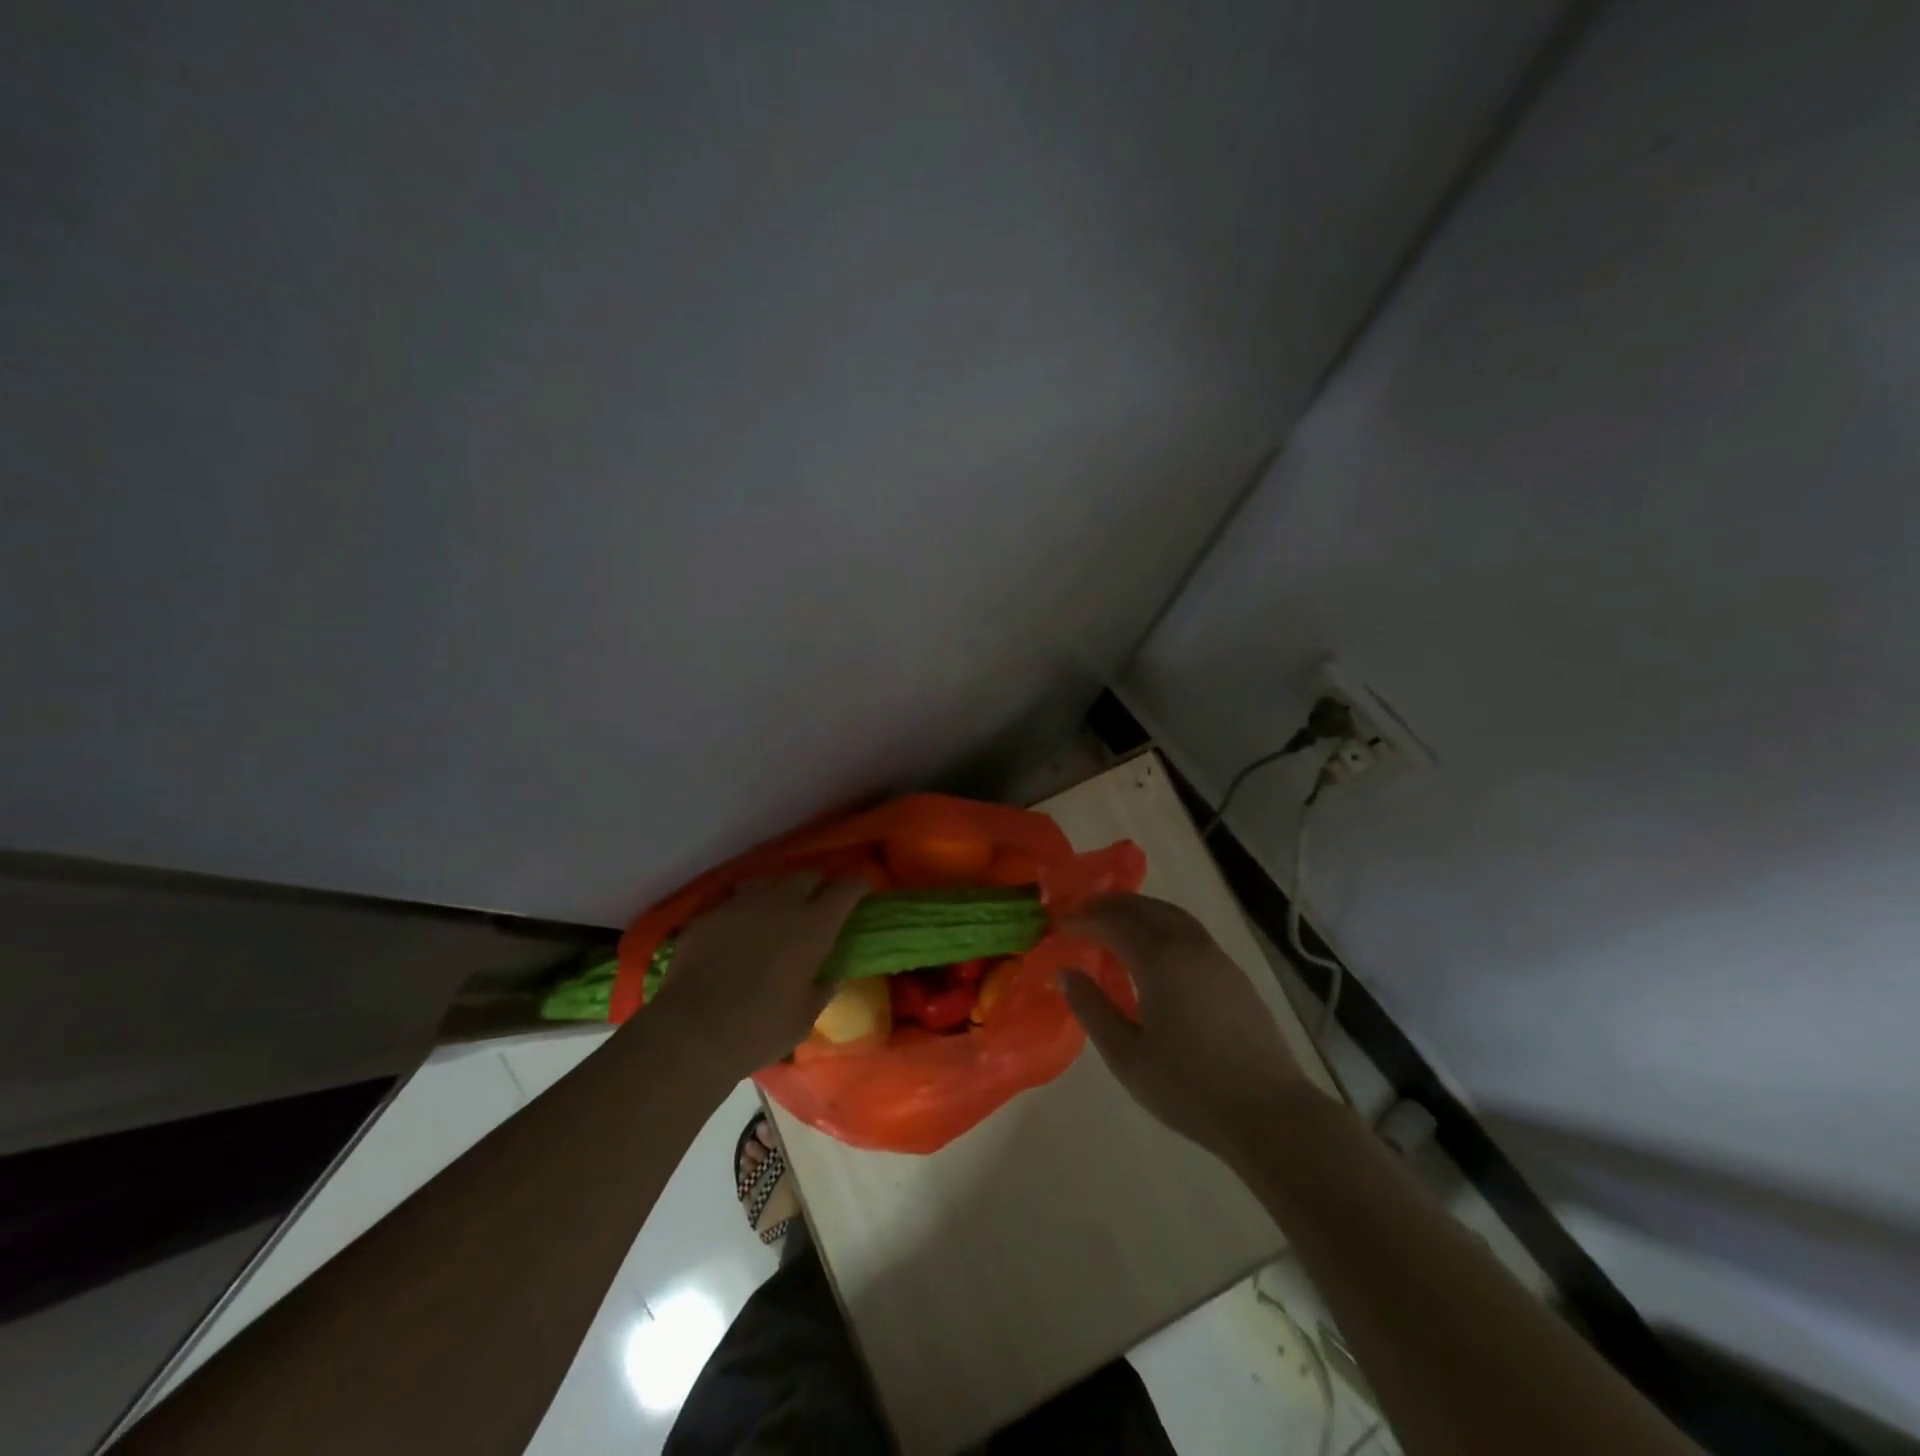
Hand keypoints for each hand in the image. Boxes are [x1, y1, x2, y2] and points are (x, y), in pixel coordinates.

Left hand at [643, 873, 867, 1081]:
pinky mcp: (710, 913)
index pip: (847, 887)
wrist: (690, 1032)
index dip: (859, 884)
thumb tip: (830, 977)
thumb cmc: (759, 1029)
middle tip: (820, 905)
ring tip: (779, 912)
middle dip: (820, 886)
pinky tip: (742, 930)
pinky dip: (748, 909)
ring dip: (782, 891)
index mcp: (814, 925)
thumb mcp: (804, 1017)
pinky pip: (737, 899)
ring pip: (771, 880)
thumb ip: (821, 989)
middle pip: (809, 875)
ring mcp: (742, 904)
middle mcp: (781, 903)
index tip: (863, 889)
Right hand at [1059, 893, 1319, 1165]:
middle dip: (1110, 904)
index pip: (1113, 925)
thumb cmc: (1188, 1087)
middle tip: (1083, 911)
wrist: (1268, 1112)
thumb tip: (1065, 972)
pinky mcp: (1234, 975)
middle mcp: (1188, 947)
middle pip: (1145, 908)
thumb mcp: (1127, 1055)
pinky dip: (1163, 924)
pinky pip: (1190, 931)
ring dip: (1140, 909)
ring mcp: (1216, 958)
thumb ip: (1092, 1008)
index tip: (1060, 926)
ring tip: (1116, 919)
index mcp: (1159, 962)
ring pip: (1173, 915)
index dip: (1084, 921)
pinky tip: (1156, 948)